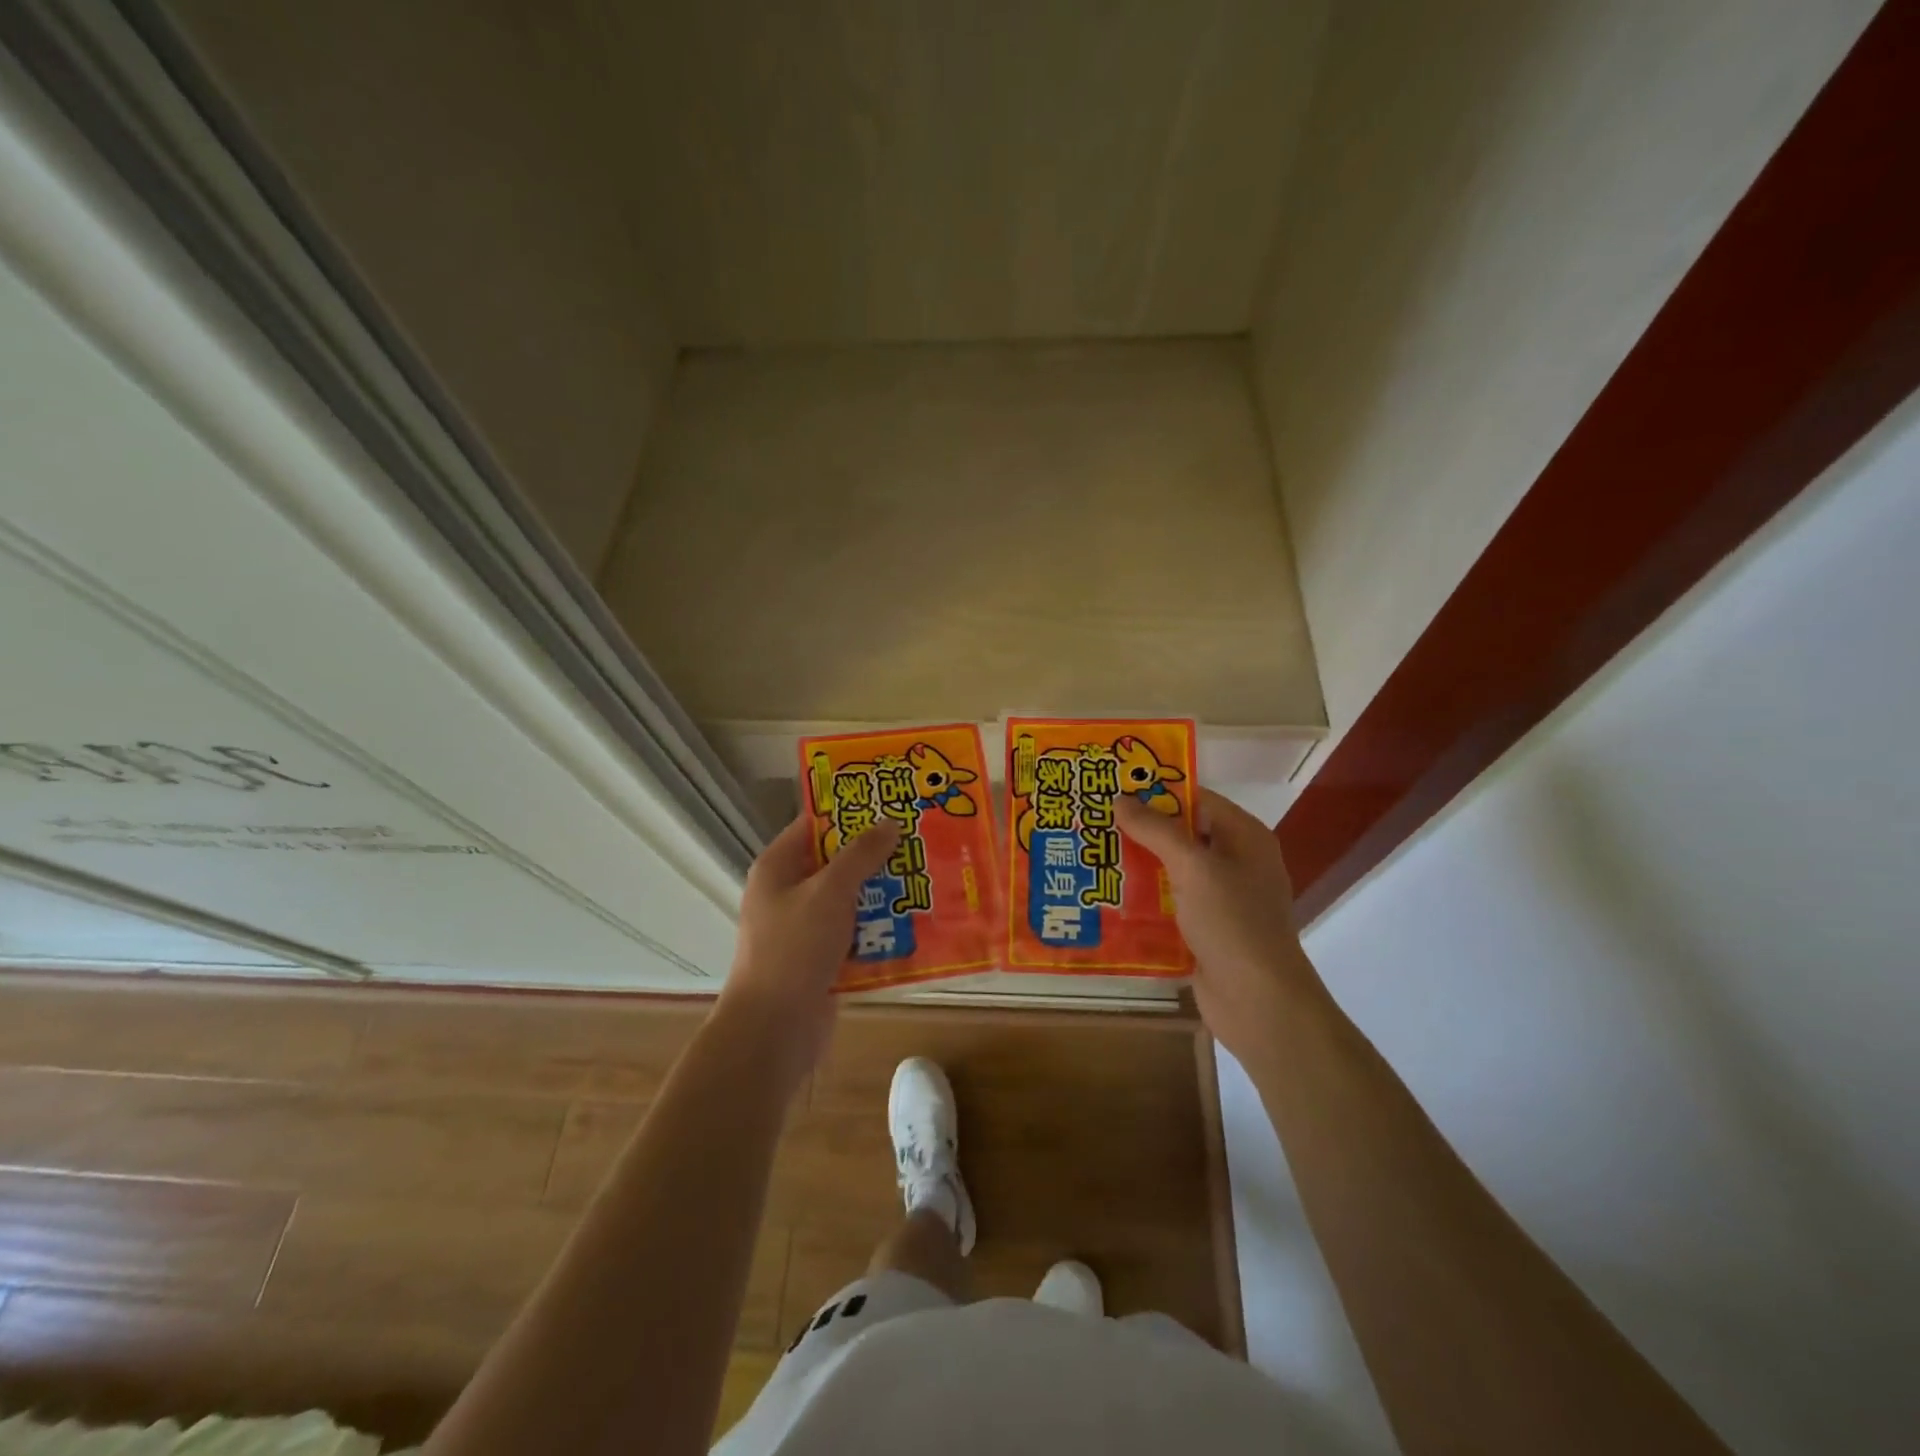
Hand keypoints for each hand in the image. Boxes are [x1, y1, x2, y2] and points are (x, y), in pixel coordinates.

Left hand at [714, 813, 900, 1090]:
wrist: (774, 1029)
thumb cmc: (795, 948)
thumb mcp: (830, 891)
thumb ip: (860, 855)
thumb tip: (889, 822)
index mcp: (778, 867)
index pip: (815, 825)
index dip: (850, 813)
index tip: (892, 804)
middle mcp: (788, 893)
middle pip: (836, 863)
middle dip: (876, 855)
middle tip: (921, 841)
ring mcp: (805, 929)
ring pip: (850, 900)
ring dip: (883, 894)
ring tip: (927, 878)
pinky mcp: (822, 960)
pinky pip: (856, 934)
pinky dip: (880, 929)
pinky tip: (916, 924)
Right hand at [1116, 788, 1322, 1063]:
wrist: (1258, 1001)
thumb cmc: (1232, 922)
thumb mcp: (1193, 867)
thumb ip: (1156, 830)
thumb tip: (1121, 798)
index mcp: (1244, 837)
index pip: (1197, 799)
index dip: (1158, 791)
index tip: (1114, 789)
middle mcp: (1235, 862)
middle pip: (1182, 835)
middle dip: (1140, 830)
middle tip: (1093, 822)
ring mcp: (1222, 899)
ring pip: (1172, 871)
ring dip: (1137, 866)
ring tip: (1091, 856)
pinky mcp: (1206, 930)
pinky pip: (1170, 904)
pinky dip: (1143, 900)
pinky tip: (1107, 897)